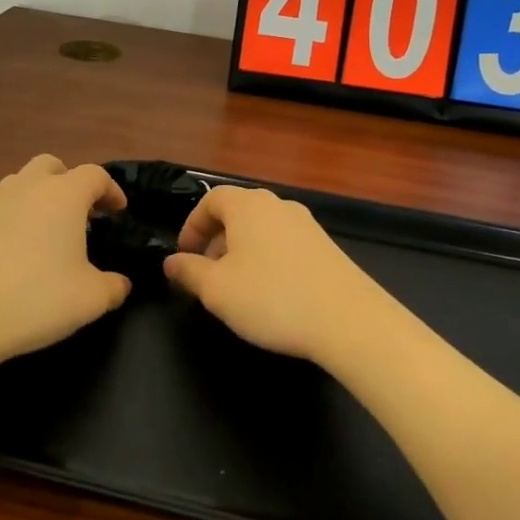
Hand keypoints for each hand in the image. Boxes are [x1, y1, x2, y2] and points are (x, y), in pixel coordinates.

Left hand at [0, 155, 131, 368]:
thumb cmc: (36, 298)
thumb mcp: (90, 299)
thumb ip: (114, 287)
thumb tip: (120, 284)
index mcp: (63, 195)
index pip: (94, 175)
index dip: (111, 190)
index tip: (119, 212)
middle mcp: (29, 190)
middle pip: (51, 166)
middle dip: (70, 182)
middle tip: (84, 213)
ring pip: (23, 183)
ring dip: (41, 196)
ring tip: (53, 231)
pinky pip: (4, 210)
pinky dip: (20, 220)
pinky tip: (25, 255)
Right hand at [163, 185, 399, 361]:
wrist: (349, 320)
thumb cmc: (272, 298)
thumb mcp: (217, 290)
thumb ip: (189, 272)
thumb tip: (171, 261)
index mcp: (248, 206)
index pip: (211, 199)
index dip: (192, 225)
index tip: (184, 256)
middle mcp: (278, 205)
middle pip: (238, 212)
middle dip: (216, 240)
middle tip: (206, 274)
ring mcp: (306, 225)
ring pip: (262, 229)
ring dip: (241, 251)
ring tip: (236, 288)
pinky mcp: (326, 247)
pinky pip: (284, 244)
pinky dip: (267, 259)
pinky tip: (270, 294)